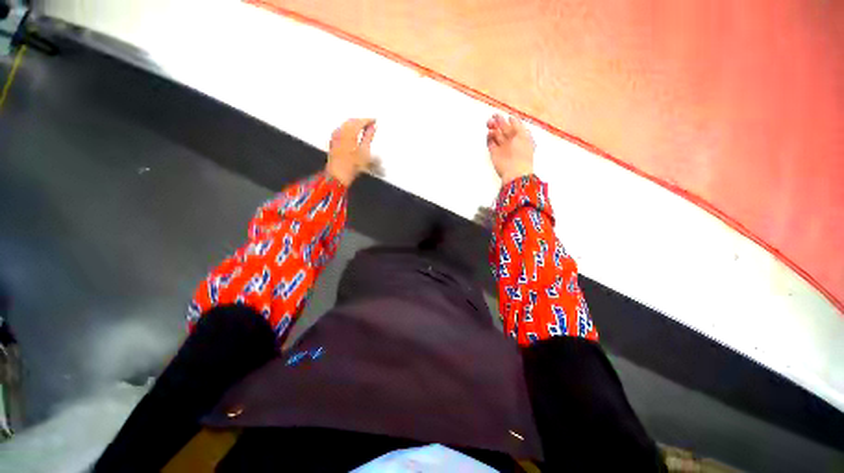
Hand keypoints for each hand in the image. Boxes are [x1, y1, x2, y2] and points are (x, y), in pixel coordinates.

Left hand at [326, 118, 376, 185]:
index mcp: (349, 132)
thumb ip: (369, 136)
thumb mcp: (365, 151)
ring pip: (346, 124)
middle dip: (361, 121)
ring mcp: (335, 135)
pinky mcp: (333, 139)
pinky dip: (349, 127)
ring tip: (363, 127)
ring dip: (355, 124)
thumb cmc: (352, 166)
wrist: (338, 174)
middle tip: (370, 123)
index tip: (375, 120)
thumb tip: (373, 127)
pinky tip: (353, 132)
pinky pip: (341, 128)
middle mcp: (340, 131)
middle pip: (352, 121)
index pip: (360, 121)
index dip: (368, 120)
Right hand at [486, 114, 534, 184]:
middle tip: (493, 117)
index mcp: (520, 136)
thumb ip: (517, 125)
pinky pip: (490, 144)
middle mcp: (511, 142)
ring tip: (489, 124)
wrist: (515, 171)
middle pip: (503, 129)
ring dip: (493, 129)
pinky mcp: (494, 154)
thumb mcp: (523, 135)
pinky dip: (489, 138)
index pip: (514, 126)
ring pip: (496, 135)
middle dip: (498, 122)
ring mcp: (502, 148)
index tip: (505, 116)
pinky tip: (488, 134)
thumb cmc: (522, 154)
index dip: (509, 120)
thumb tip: (511, 118)